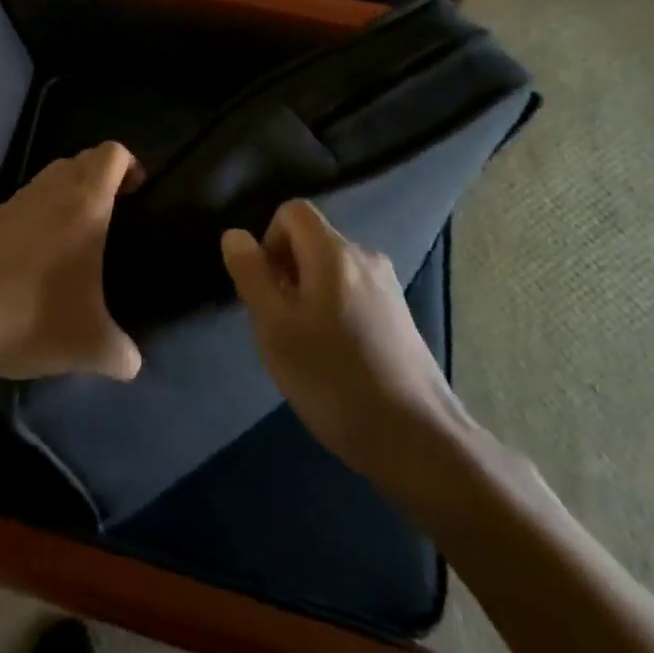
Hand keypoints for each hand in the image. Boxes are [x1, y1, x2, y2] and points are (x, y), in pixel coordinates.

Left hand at [0, 143, 142, 382]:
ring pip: (54, 174)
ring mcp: (19, 201)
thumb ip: (122, 353)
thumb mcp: (91, 346)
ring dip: (73, 189)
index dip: (131, 164)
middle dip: (104, 176)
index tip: (137, 195)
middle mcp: (52, 190)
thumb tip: (132, 362)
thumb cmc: (33, 317)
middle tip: (116, 213)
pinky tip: (45, 250)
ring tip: (82, 231)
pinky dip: (45, 208)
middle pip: (85, 158)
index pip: (112, 154)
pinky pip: (31, 196)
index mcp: (85, 204)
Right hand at [221, 201, 470, 489]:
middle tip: (280, 324)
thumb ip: (251, 275)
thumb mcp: (275, 328)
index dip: (268, 239)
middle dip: (286, 271)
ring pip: (331, 269)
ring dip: (308, 293)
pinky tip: (335, 358)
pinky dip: (333, 310)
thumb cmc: (334, 379)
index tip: (266, 288)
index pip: (292, 211)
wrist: (418, 440)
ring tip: (306, 346)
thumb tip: (235, 235)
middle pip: (311, 240)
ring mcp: (388, 286)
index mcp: (334, 252)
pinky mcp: (400, 316)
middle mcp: (365, 257)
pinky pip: (352, 292)